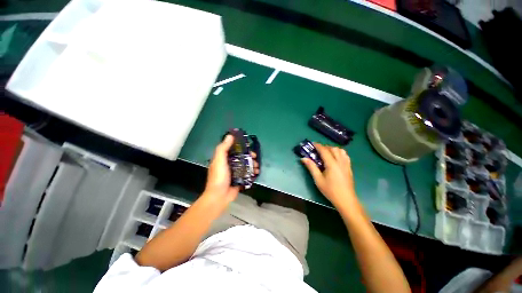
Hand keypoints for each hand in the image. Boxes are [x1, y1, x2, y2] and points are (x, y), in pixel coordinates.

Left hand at [203, 135, 258, 203]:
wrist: (220, 196)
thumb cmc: (219, 177)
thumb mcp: (219, 160)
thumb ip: (223, 148)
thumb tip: (230, 136)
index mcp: (224, 158)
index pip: (233, 149)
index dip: (241, 146)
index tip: (248, 145)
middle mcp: (230, 164)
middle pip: (241, 157)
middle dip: (249, 156)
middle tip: (255, 156)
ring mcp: (235, 172)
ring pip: (246, 165)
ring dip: (252, 164)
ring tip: (257, 166)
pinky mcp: (240, 179)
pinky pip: (248, 173)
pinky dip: (252, 172)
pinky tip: (257, 172)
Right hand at [301, 143, 356, 207]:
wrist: (346, 200)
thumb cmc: (330, 190)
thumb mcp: (318, 179)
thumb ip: (311, 167)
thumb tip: (303, 158)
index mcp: (332, 164)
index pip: (324, 150)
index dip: (318, 146)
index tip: (312, 143)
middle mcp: (340, 161)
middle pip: (333, 148)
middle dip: (324, 147)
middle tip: (317, 150)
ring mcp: (346, 164)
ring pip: (340, 150)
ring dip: (332, 149)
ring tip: (326, 153)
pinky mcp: (349, 167)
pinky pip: (345, 155)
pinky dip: (339, 152)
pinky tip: (335, 157)